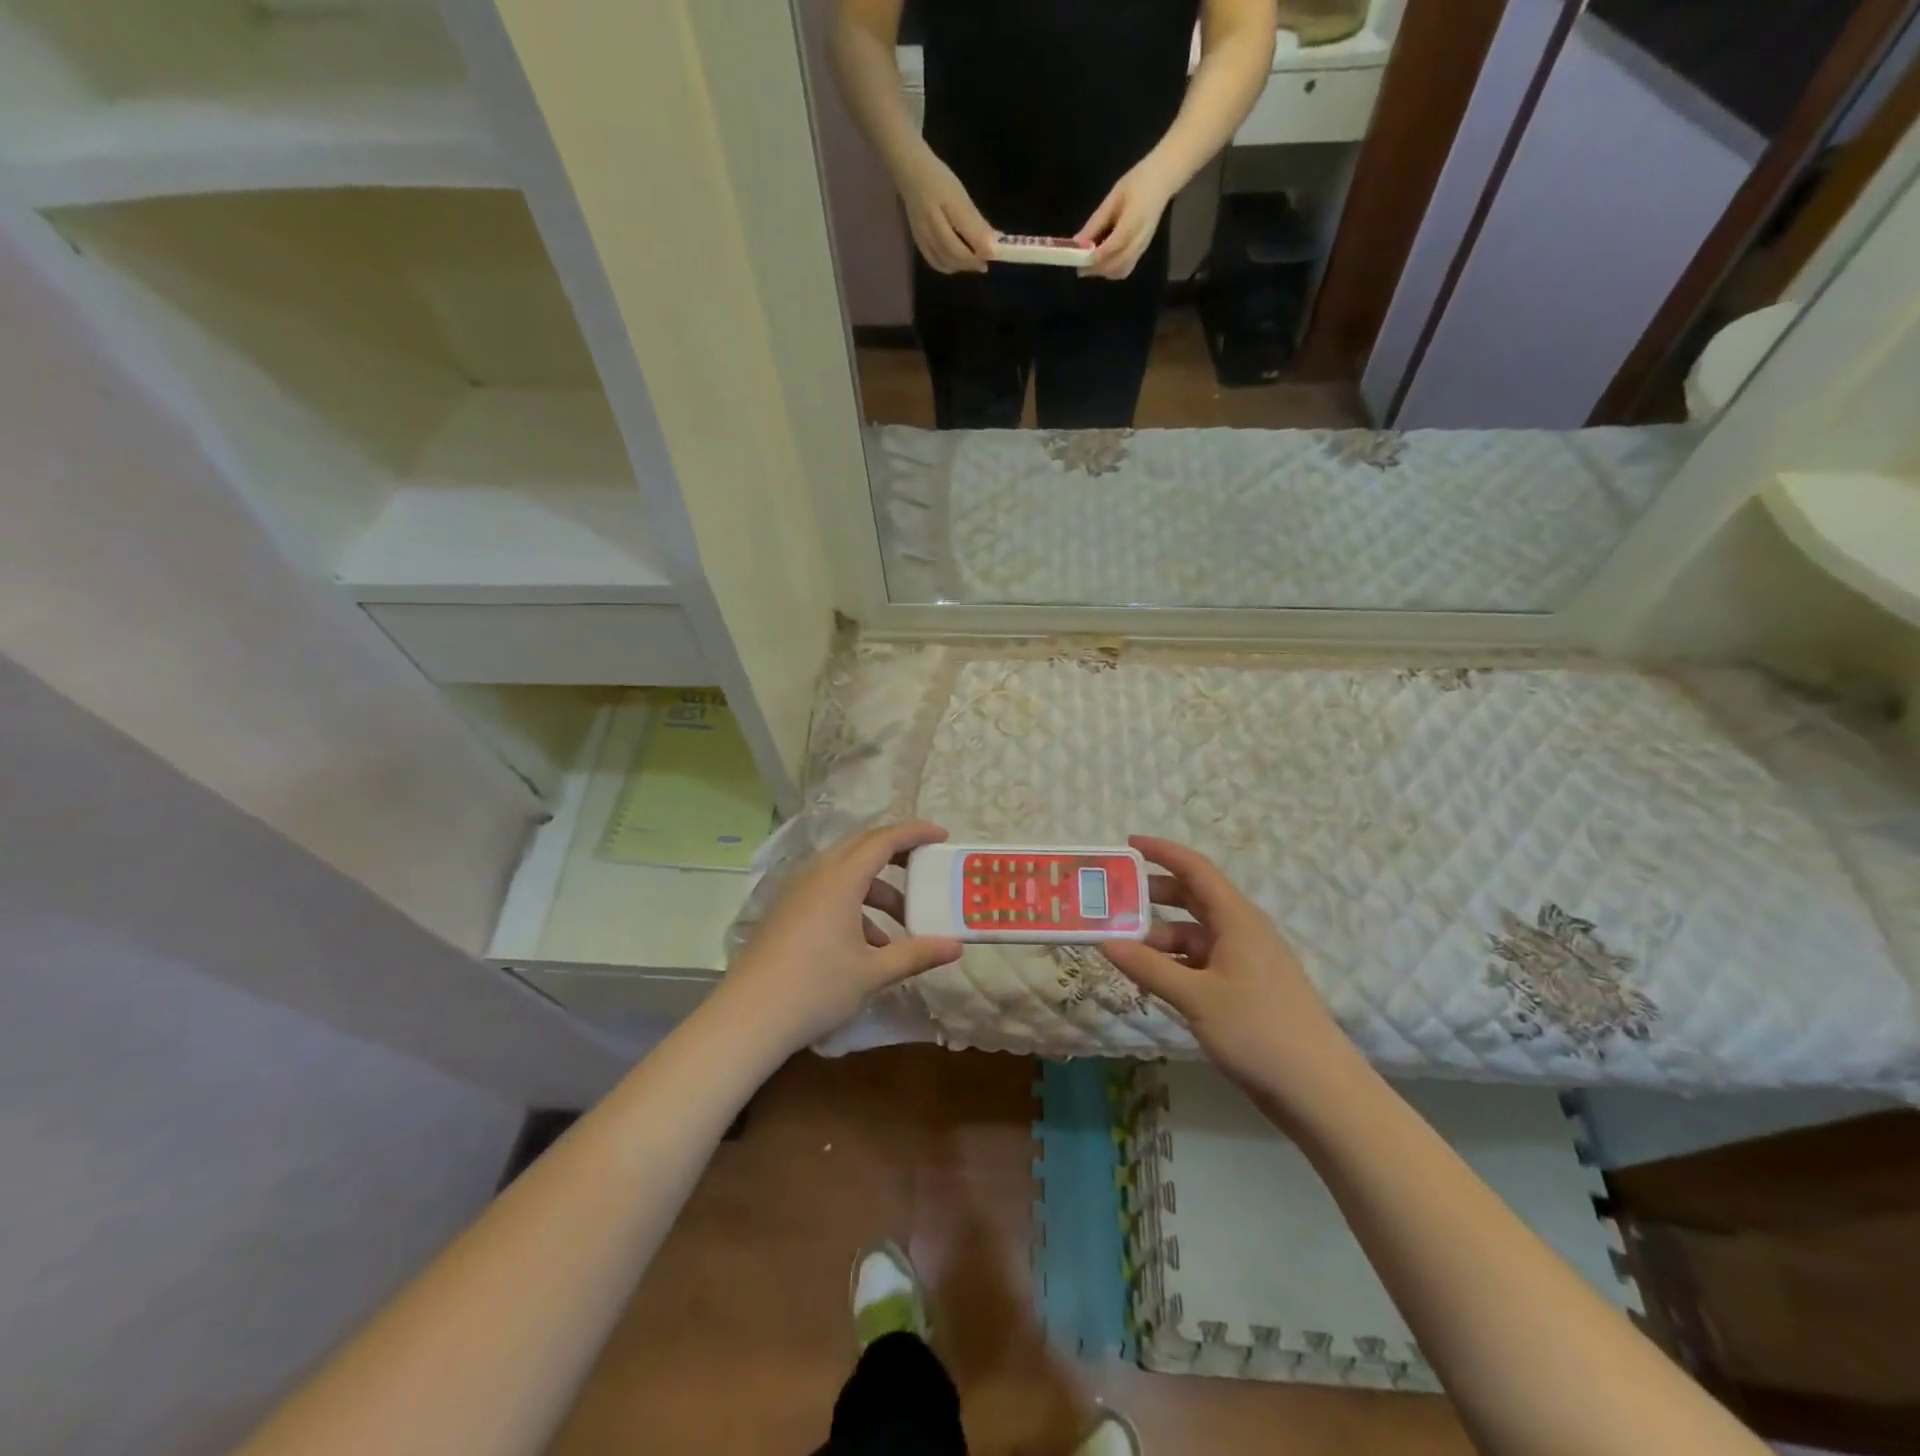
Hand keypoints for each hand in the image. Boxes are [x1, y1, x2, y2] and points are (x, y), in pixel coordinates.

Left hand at [720, 821, 962, 1050]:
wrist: (747, 1019)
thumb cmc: (816, 989)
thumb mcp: (872, 972)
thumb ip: (916, 954)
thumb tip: (956, 947)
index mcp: (840, 878)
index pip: (884, 839)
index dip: (915, 833)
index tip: (942, 836)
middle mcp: (816, 874)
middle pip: (862, 847)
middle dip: (897, 854)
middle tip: (926, 868)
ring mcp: (796, 891)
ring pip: (844, 872)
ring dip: (876, 889)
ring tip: (901, 925)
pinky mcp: (785, 910)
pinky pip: (827, 891)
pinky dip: (853, 904)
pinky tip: (866, 945)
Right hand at [894, 146, 993, 273]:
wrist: (910, 172)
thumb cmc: (939, 180)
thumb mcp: (960, 196)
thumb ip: (976, 223)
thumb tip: (993, 247)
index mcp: (942, 215)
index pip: (963, 244)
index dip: (979, 252)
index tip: (995, 254)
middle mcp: (931, 231)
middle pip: (954, 256)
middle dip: (972, 262)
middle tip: (985, 261)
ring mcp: (923, 239)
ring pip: (945, 262)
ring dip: (962, 266)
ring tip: (974, 261)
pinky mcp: (919, 242)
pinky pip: (935, 262)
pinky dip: (948, 266)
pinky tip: (957, 262)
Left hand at [1077, 156, 1180, 279]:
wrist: (1164, 179)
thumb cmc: (1137, 182)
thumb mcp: (1113, 197)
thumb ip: (1096, 222)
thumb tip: (1078, 242)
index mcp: (1134, 220)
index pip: (1113, 245)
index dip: (1095, 256)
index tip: (1079, 260)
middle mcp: (1140, 238)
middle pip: (1116, 264)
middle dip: (1097, 268)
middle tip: (1080, 266)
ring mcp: (1143, 247)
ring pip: (1121, 270)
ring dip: (1104, 272)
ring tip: (1089, 266)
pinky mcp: (1142, 250)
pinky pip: (1126, 268)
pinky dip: (1112, 271)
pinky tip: (1103, 264)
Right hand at [1102, 836, 1357, 1101]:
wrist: (1319, 1091)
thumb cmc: (1258, 1030)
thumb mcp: (1196, 997)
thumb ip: (1148, 967)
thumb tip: (1105, 942)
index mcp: (1237, 919)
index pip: (1195, 869)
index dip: (1162, 853)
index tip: (1128, 845)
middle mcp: (1242, 931)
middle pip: (1193, 899)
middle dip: (1154, 897)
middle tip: (1114, 901)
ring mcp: (1246, 962)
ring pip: (1195, 935)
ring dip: (1161, 937)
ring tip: (1123, 948)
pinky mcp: (1246, 990)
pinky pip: (1202, 962)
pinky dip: (1175, 964)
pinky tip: (1152, 979)